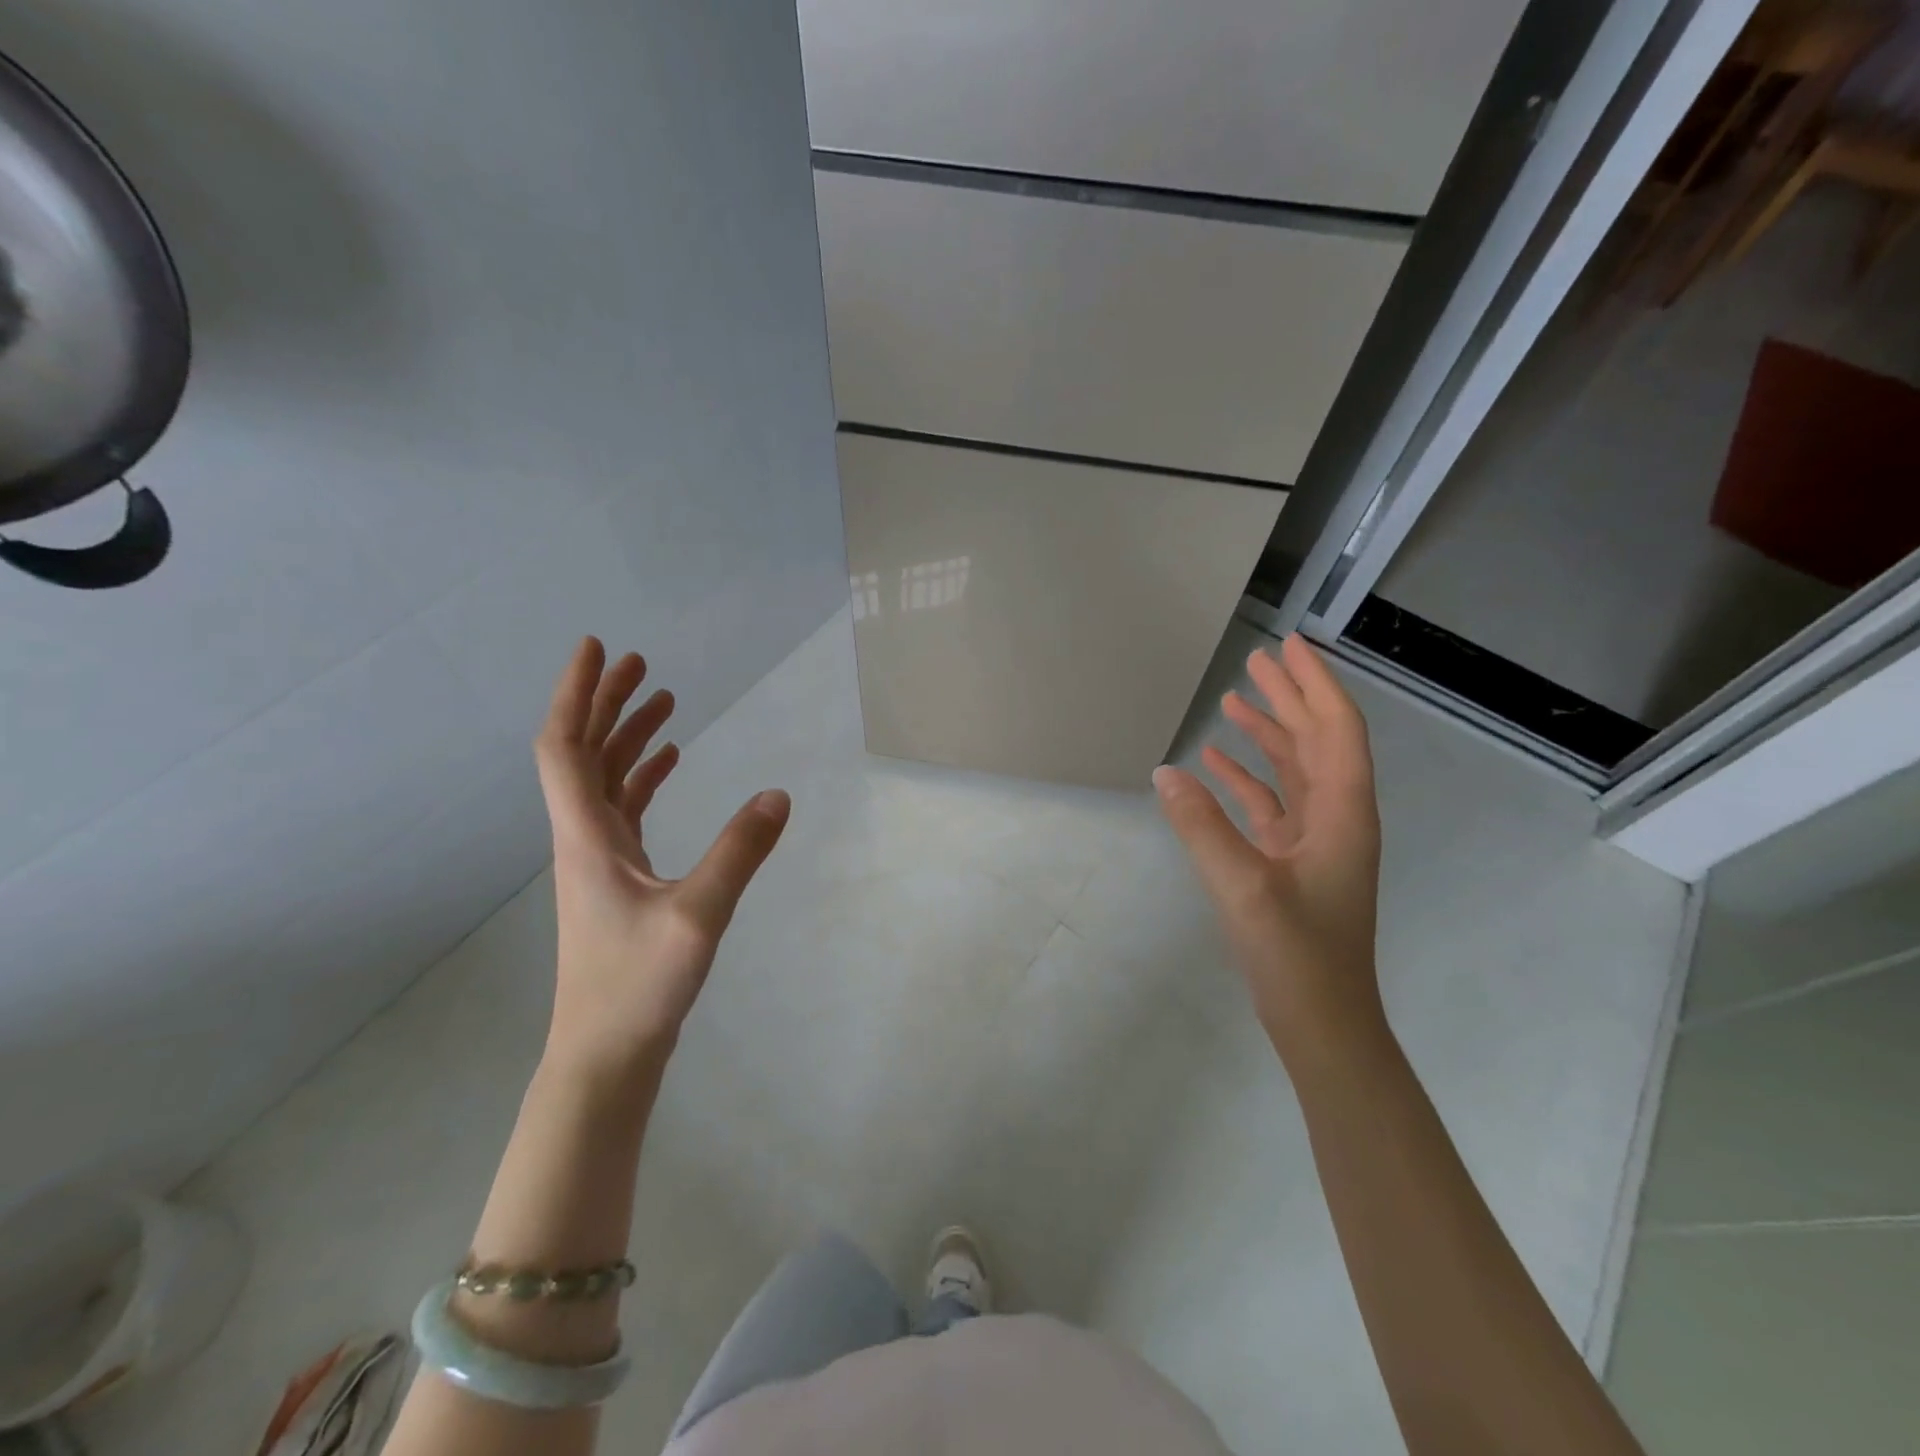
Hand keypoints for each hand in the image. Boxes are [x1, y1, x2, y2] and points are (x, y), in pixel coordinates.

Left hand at [534, 638, 789, 1077]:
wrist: (605, 1055)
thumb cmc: (637, 986)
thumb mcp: (699, 916)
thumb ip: (740, 852)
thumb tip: (779, 794)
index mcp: (586, 837)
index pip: (566, 747)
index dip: (578, 694)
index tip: (596, 649)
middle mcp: (584, 839)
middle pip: (584, 754)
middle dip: (608, 703)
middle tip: (641, 663)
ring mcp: (599, 861)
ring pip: (605, 781)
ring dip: (628, 737)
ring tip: (664, 702)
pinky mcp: (618, 880)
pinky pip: (625, 810)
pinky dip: (642, 777)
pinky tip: (669, 763)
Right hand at [1154, 635, 1384, 1057]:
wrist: (1322, 1021)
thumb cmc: (1295, 953)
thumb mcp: (1242, 885)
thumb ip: (1201, 825)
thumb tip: (1165, 771)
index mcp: (1343, 813)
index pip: (1335, 730)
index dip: (1315, 684)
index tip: (1288, 647)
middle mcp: (1337, 817)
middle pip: (1316, 741)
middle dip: (1289, 698)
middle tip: (1256, 661)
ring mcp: (1315, 841)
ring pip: (1294, 770)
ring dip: (1268, 733)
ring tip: (1233, 701)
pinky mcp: (1292, 862)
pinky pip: (1270, 804)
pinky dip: (1245, 779)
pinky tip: (1213, 764)